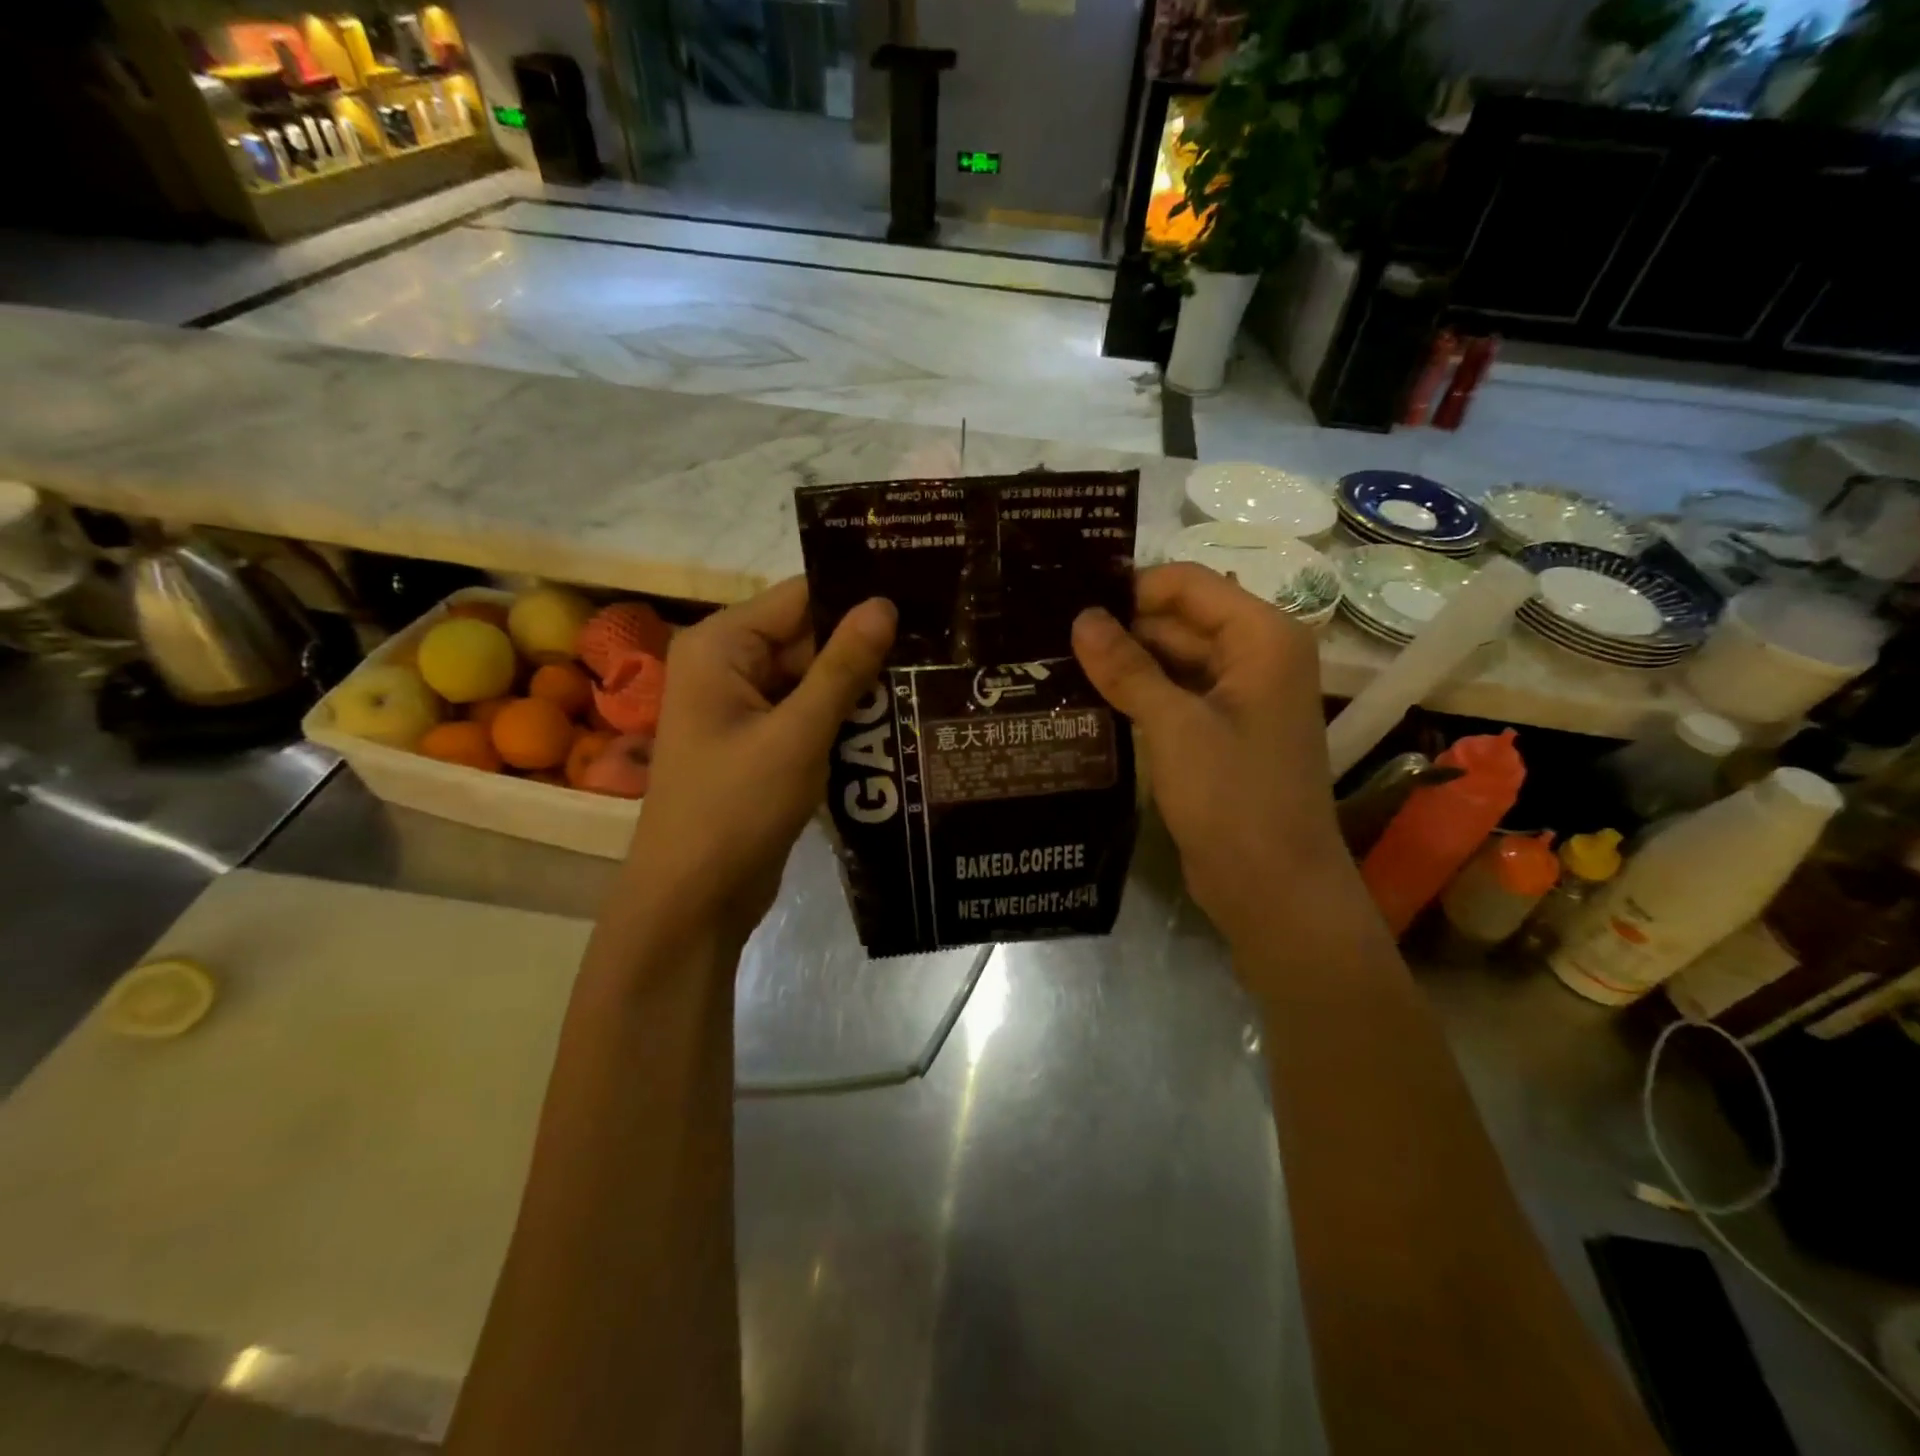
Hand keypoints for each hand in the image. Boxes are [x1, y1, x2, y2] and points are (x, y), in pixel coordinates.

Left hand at [621, 577, 895, 950]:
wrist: (694, 899)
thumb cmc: (736, 809)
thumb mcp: (797, 734)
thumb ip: (842, 668)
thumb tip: (884, 604)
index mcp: (722, 646)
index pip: (800, 599)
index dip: (858, 597)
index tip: (922, 598)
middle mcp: (729, 666)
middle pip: (808, 638)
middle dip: (866, 646)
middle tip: (938, 645)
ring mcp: (744, 708)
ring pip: (814, 679)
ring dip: (861, 686)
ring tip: (931, 677)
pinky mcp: (761, 743)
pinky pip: (809, 714)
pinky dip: (845, 718)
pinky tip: (899, 719)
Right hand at [1072, 563, 1344, 944]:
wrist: (1274, 888)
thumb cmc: (1234, 798)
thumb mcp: (1174, 726)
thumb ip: (1127, 667)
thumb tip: (1081, 617)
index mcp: (1262, 637)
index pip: (1187, 586)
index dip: (1130, 590)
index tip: (1068, 604)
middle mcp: (1255, 656)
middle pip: (1178, 622)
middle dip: (1120, 630)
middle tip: (1048, 636)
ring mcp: (1238, 697)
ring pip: (1171, 661)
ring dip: (1122, 665)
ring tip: (1054, 663)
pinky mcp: (1219, 732)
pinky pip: (1173, 696)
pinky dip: (1136, 696)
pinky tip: (1085, 698)